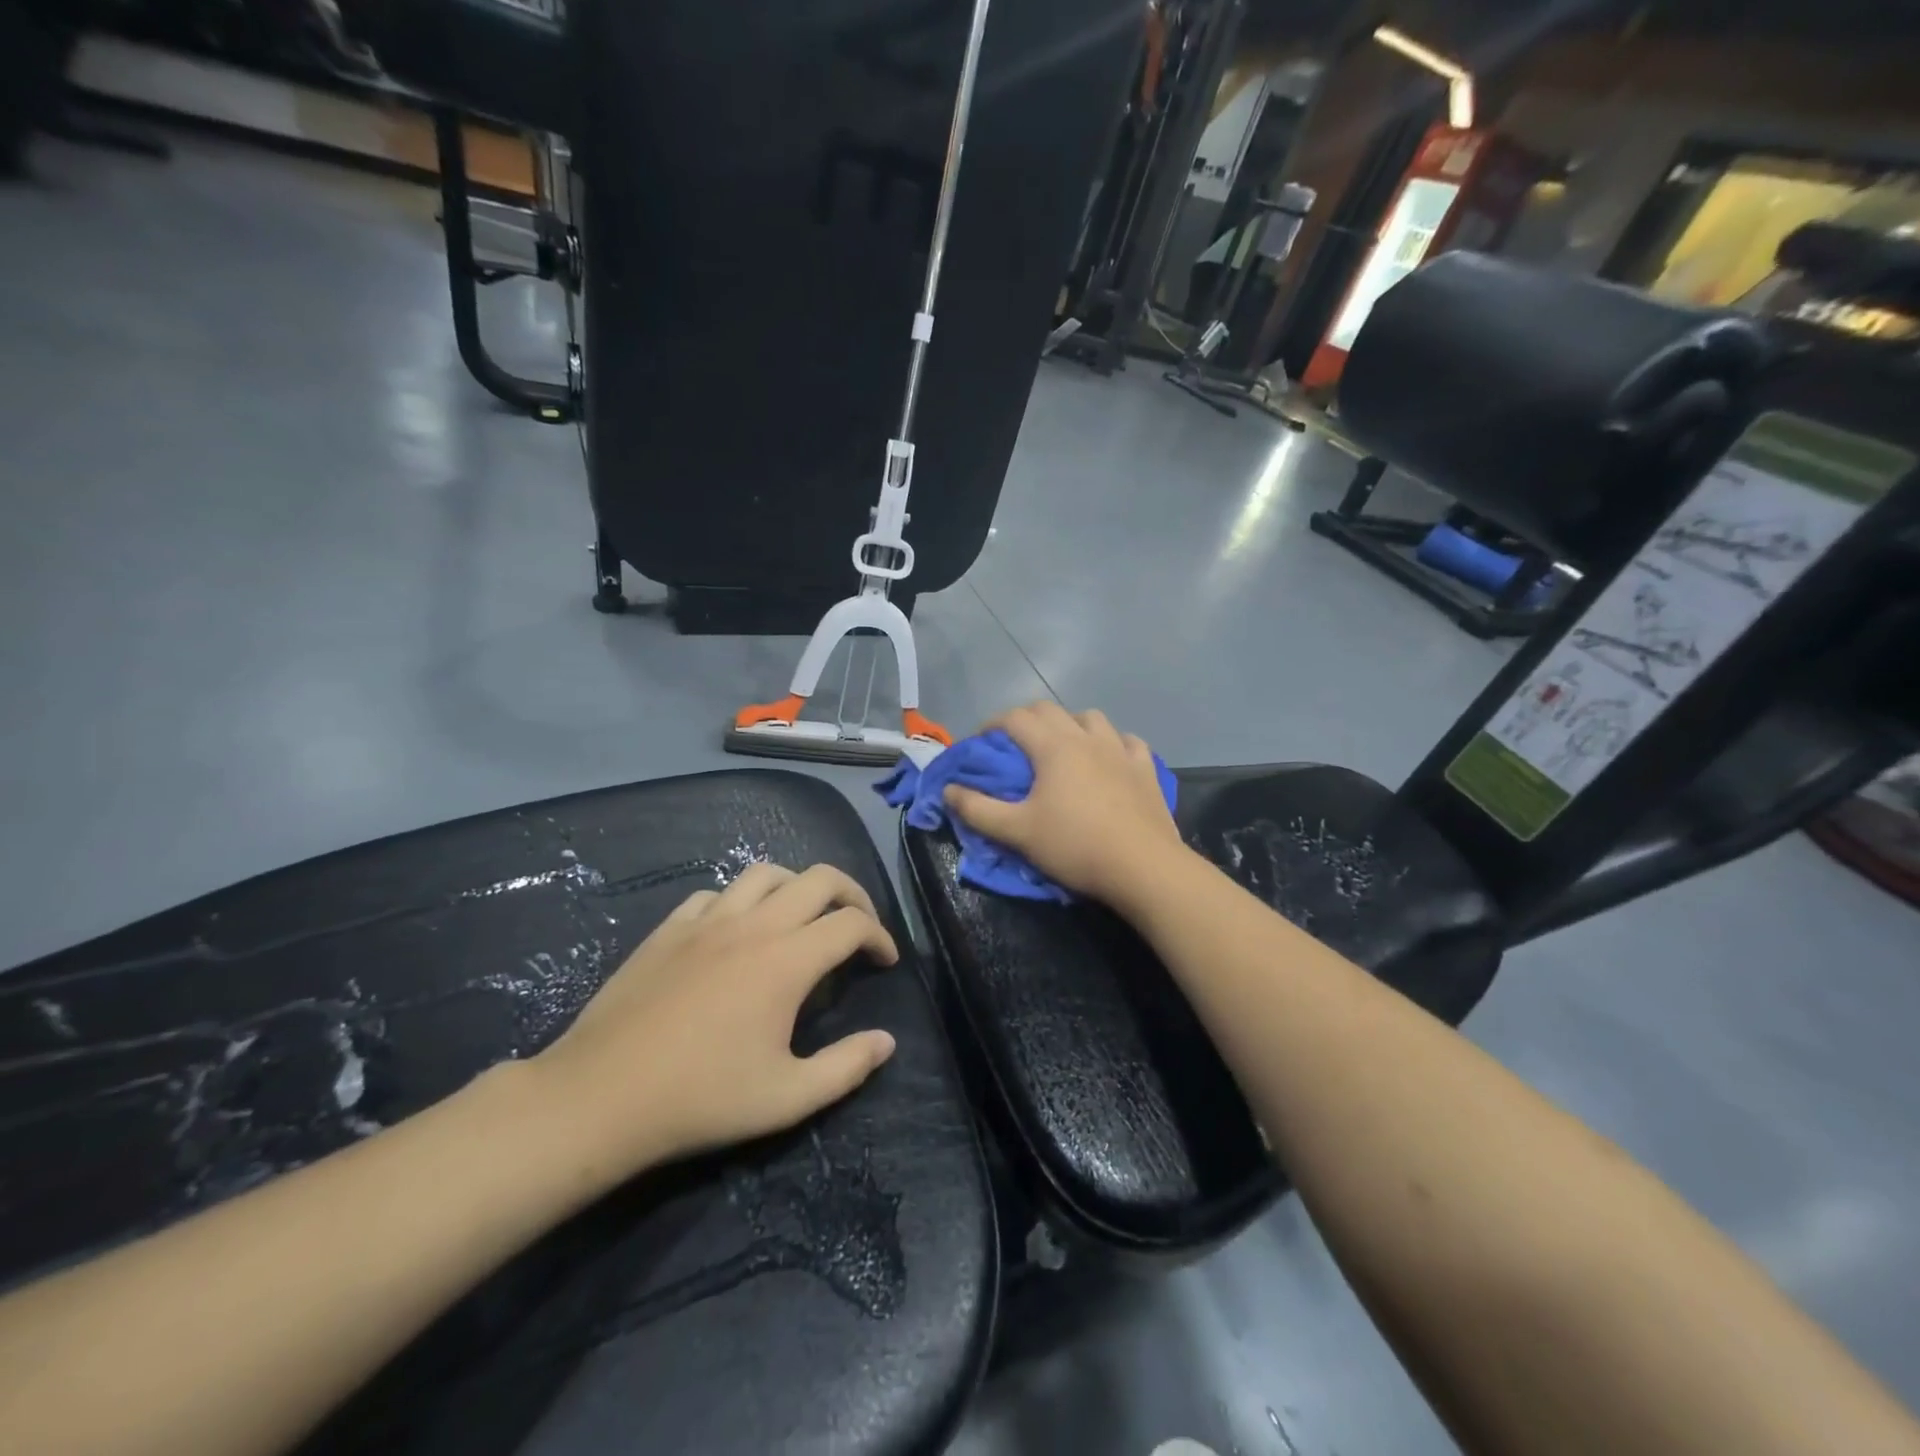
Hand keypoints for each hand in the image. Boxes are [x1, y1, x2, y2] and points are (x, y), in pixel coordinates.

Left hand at [528, 863, 899, 1177]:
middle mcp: (753, 925)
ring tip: (803, 918)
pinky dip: (742, 901)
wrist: (600, 1096)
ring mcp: (707, 921)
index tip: (885, 961)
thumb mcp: (787, 1099)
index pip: (852, 924)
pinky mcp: (670, 928)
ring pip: (766, 873)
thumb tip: (886, 1042)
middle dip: (852, 894)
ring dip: (798, 887)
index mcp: (787, 961)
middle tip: (859, 925)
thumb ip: (846, 1067)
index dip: (880, 936)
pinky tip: (738, 931)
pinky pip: (717, 894)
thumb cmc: (700, 1099)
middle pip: (819, 878)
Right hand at [943, 701, 1186, 903]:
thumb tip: (948, 790)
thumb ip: (977, 809)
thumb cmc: (1074, 846)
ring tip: (1063, 747)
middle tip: (1014, 743)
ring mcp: (1121, 750)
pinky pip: (1128, 742)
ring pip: (1092, 719)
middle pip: (1050, 710)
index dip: (992, 724)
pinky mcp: (1146, 769)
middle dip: (1027, 719)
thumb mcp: (1017, 832)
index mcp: (1053, 747)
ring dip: (1071, 724)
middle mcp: (1087, 738)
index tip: (981, 742)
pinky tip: (1110, 758)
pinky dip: (1113, 743)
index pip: (1015, 718)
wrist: (1142, 867)